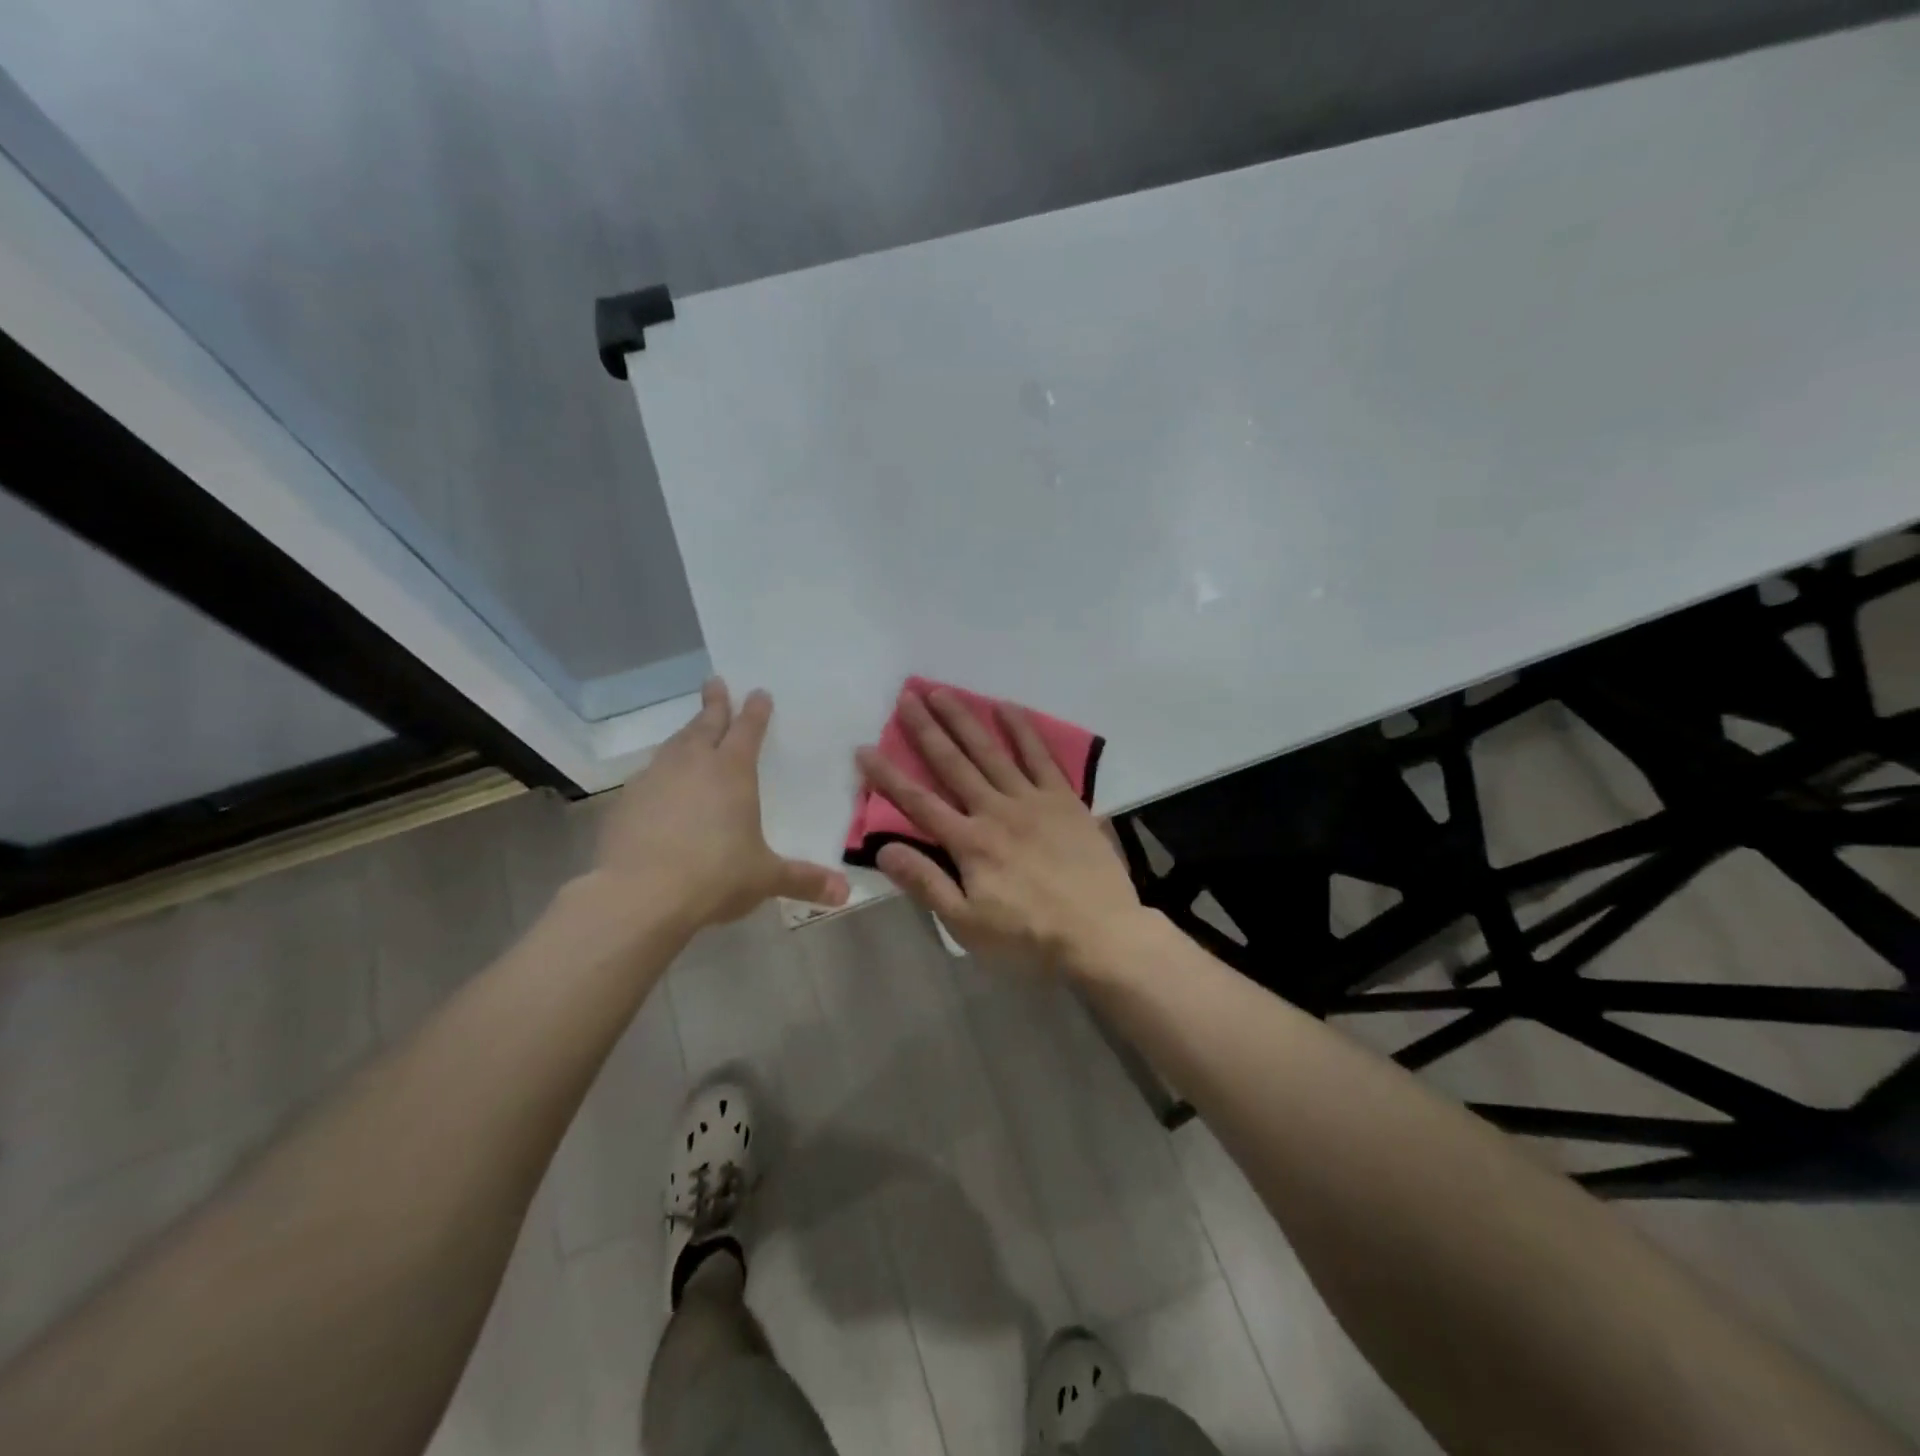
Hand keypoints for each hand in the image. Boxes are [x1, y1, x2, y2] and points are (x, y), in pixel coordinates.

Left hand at [592, 678, 848, 933]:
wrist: (637, 895)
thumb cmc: (714, 876)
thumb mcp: (764, 878)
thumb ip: (803, 880)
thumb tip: (844, 893)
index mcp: (732, 772)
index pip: (748, 730)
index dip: (755, 711)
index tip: (759, 692)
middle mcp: (693, 764)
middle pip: (705, 724)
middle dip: (714, 703)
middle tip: (715, 682)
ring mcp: (655, 779)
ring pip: (674, 744)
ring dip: (686, 733)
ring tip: (691, 729)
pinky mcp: (626, 801)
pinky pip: (649, 774)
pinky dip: (661, 770)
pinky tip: (661, 784)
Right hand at [854, 687, 1141, 969]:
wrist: (1101, 933)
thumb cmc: (1029, 936)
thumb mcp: (968, 924)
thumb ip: (927, 884)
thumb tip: (885, 849)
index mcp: (969, 843)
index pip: (918, 803)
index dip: (888, 776)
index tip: (865, 748)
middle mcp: (996, 810)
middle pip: (953, 764)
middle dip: (926, 730)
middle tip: (906, 696)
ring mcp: (1033, 800)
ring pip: (991, 752)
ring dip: (965, 720)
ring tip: (943, 692)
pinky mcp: (1065, 799)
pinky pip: (1040, 757)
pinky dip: (1022, 730)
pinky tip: (1006, 707)